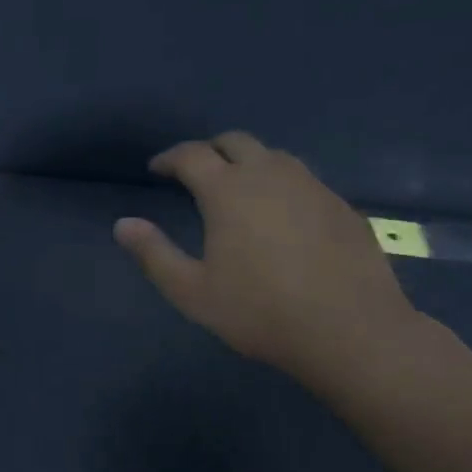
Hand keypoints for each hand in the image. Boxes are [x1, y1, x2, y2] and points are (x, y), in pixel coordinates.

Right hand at [113, 132, 416, 390]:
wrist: (349, 330)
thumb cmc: (260, 312)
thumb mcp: (192, 291)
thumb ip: (154, 254)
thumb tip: (123, 224)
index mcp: (228, 190)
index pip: (192, 155)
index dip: (169, 158)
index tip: (156, 169)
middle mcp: (270, 174)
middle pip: (235, 141)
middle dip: (209, 150)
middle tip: (195, 173)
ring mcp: (311, 186)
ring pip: (273, 156)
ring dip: (247, 163)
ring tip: (237, 190)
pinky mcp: (340, 205)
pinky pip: (302, 179)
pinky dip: (280, 184)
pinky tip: (280, 215)